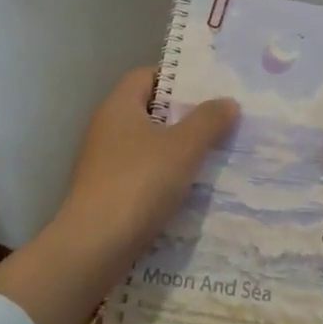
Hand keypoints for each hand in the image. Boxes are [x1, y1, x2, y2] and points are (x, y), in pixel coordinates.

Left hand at [55, 67, 238, 251]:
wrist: (94, 246)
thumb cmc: (139, 183)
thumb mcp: (183, 147)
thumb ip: (208, 121)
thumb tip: (228, 102)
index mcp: (119, 106)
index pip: (148, 76)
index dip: (178, 78)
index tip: (210, 89)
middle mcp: (106, 129)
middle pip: (150, 111)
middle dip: (185, 116)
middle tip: (222, 121)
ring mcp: (104, 163)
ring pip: (148, 145)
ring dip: (177, 150)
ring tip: (215, 155)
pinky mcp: (107, 193)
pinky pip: (143, 174)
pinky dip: (165, 177)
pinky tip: (191, 189)